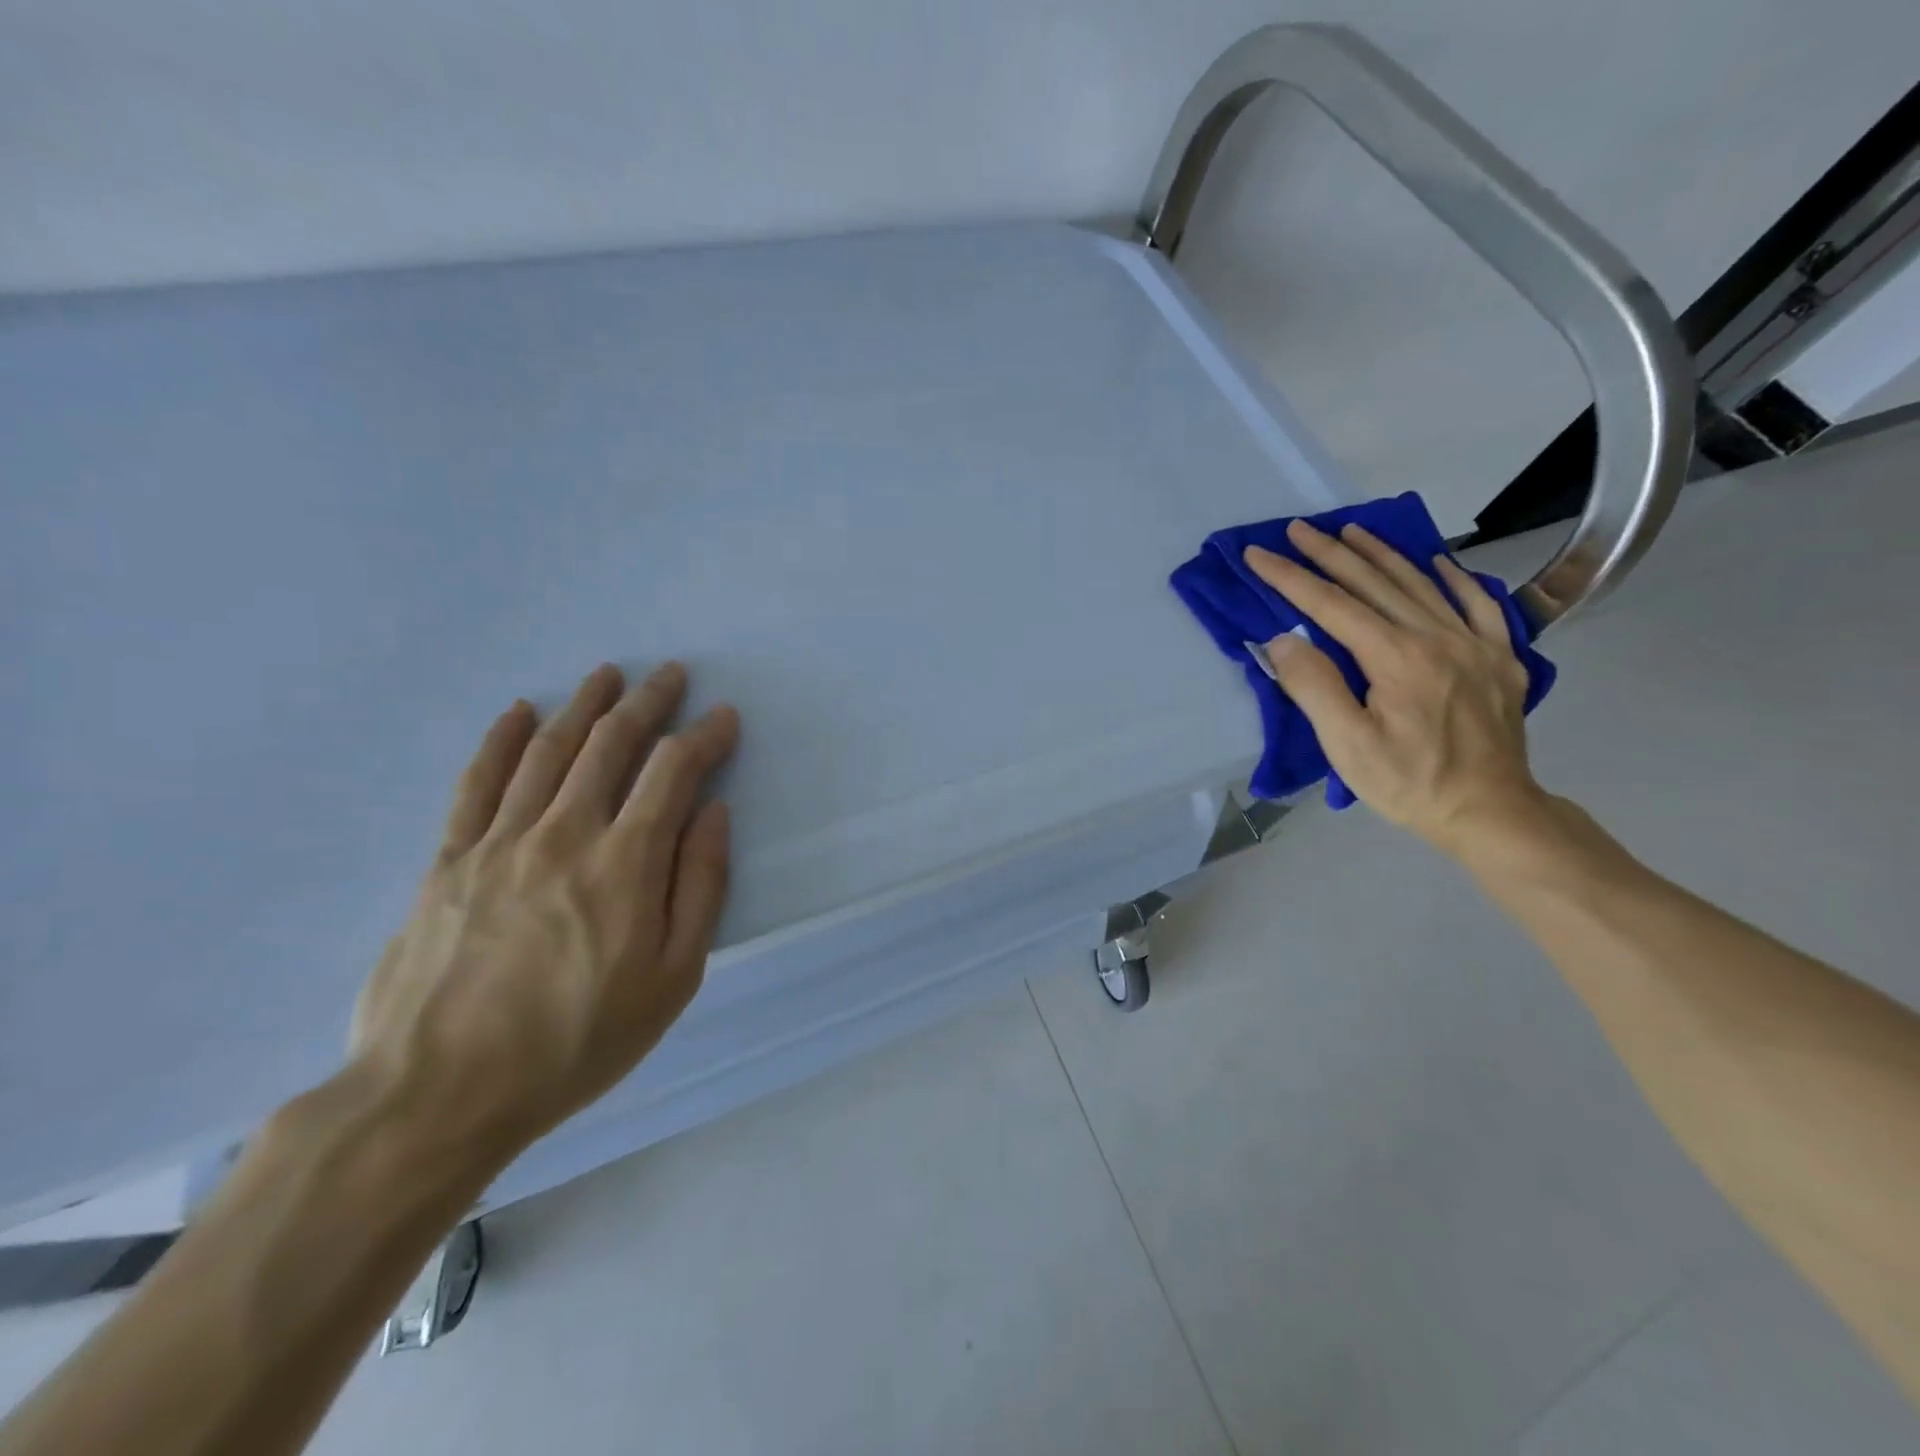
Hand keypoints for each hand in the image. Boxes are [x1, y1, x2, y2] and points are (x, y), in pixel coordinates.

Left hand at [348, 662, 737, 1161]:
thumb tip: (714, 814)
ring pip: (548, 750)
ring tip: (607, 675)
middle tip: (670, 675)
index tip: (723, 717)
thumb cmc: (577, 1040)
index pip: (672, 772)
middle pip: (610, 745)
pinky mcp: (449, 860)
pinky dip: (501, 739)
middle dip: (647, 702)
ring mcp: (500, 841)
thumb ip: (700, 887)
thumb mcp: (671, 978)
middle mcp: (564, 832)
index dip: (702, 736)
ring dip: (584, 705)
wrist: (440, 1093)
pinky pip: (477, 782)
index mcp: (626, 862)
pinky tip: (519, 712)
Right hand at [1243, 520, 1544, 852]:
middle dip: (1330, 553)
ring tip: (1351, 531)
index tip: (1259, 554)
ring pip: (1421, 585)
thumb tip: (1284, 639)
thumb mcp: (1347, 746)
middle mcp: (1437, 637)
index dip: (1291, 578)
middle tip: (1298, 529)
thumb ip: (1314, 687)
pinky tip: (1437, 563)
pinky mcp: (1500, 659)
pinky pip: (1479, 604)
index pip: (1332, 606)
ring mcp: (1476, 644)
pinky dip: (1454, 578)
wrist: (1490, 812)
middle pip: (1375, 584)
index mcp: (1397, 657)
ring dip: (1382, 555)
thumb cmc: (1408, 783)